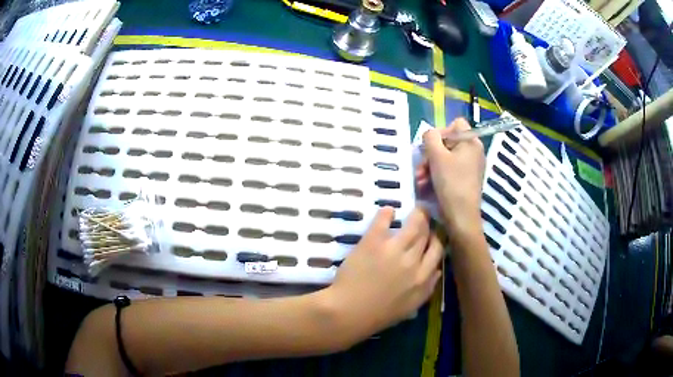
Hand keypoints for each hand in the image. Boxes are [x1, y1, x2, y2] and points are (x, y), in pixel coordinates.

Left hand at [328, 207, 442, 337]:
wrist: (350, 312)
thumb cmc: (379, 314)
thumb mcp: (411, 306)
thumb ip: (427, 288)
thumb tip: (438, 270)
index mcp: (422, 278)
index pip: (437, 251)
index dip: (436, 239)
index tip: (432, 235)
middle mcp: (413, 261)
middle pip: (426, 235)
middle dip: (428, 224)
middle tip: (425, 217)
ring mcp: (394, 250)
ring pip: (414, 225)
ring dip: (417, 214)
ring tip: (416, 209)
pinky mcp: (374, 242)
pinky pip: (383, 220)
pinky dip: (387, 213)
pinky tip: (389, 210)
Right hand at [416, 118, 484, 235]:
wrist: (461, 216)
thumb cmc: (451, 183)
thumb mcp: (436, 156)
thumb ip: (430, 137)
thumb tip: (429, 134)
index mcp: (471, 142)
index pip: (455, 125)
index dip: (440, 132)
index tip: (430, 147)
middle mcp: (474, 151)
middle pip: (448, 143)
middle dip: (431, 155)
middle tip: (420, 168)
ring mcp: (471, 166)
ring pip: (446, 158)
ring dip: (430, 167)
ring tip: (420, 180)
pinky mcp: (466, 179)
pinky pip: (449, 170)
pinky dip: (437, 175)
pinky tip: (426, 186)